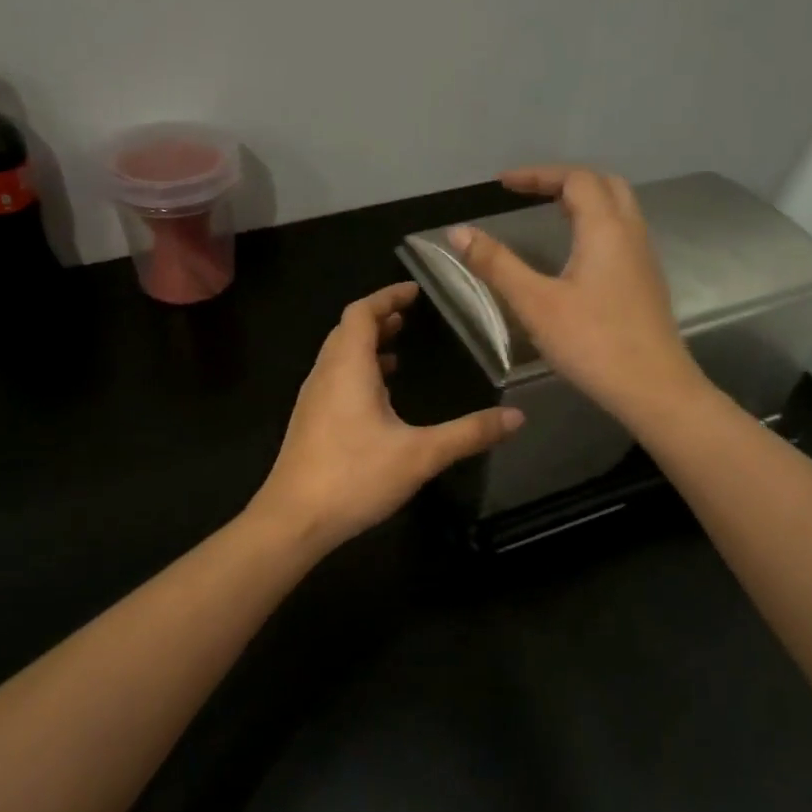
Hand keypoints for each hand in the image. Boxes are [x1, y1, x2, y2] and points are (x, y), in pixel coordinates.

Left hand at [249, 283, 523, 550]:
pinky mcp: (309, 422)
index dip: (387, 297)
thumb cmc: (354, 477)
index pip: (362, 313)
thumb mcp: (420, 455)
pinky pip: (334, 380)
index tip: (414, 291)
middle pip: (347, 331)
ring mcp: (312, 399)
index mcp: (347, 367)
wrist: (293, 520)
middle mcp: (325, 374)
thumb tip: (518, 417)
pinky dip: (357, 372)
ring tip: (398, 351)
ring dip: (366, 346)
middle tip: (410, 318)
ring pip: (338, 356)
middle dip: (378, 319)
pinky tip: (379, 398)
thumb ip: (469, 433)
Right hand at [449, 166, 703, 425]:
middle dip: (564, 180)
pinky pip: (622, 234)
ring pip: (618, 209)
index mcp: (605, 229)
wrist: (653, 388)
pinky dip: (596, 225)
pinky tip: (575, 253)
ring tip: (548, 213)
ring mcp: (644, 258)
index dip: (538, 175)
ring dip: (583, 201)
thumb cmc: (592, 343)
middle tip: (529, 193)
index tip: (503, 185)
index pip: (575, 179)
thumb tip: (457, 232)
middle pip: (604, 184)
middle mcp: (631, 233)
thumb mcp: (535, 304)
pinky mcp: (646, 282)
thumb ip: (496, 264)